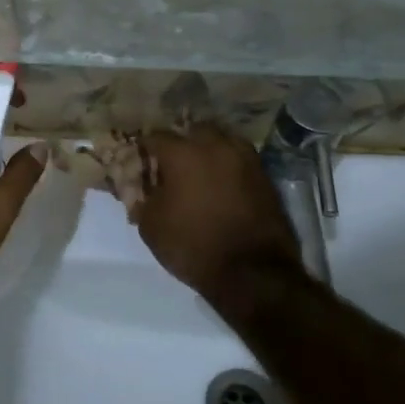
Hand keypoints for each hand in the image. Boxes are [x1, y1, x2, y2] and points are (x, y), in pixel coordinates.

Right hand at [128, 128, 303, 299]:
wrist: (253, 273)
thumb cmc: (193, 246)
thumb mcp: (151, 226)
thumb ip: (142, 198)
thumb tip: (141, 188)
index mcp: (182, 153)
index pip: (155, 136)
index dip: (144, 147)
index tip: (140, 160)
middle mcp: (215, 146)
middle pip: (193, 131)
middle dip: (181, 142)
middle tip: (172, 164)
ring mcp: (245, 159)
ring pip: (222, 141)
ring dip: (208, 150)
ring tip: (200, 172)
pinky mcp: (265, 176)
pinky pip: (240, 160)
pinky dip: (228, 166)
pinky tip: (221, 185)